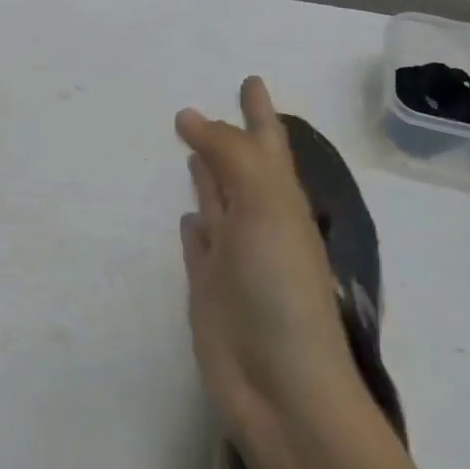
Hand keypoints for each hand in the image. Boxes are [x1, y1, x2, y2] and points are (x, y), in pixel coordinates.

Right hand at [176, 77, 367, 456]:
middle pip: (242, 170)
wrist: (280, 387)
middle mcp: (260, 226)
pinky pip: (201, 247)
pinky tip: (187, 218)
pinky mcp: (209, 291)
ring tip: (191, 152)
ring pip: (219, 205)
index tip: (251, 81)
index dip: (260, 113)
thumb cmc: (281, 290)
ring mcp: (234, 261)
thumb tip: (193, 118)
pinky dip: (195, 228)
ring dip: (208, 178)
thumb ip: (232, 158)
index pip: (268, 144)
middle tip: (205, 111)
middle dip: (231, 139)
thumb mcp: (265, 207)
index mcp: (282, 203)